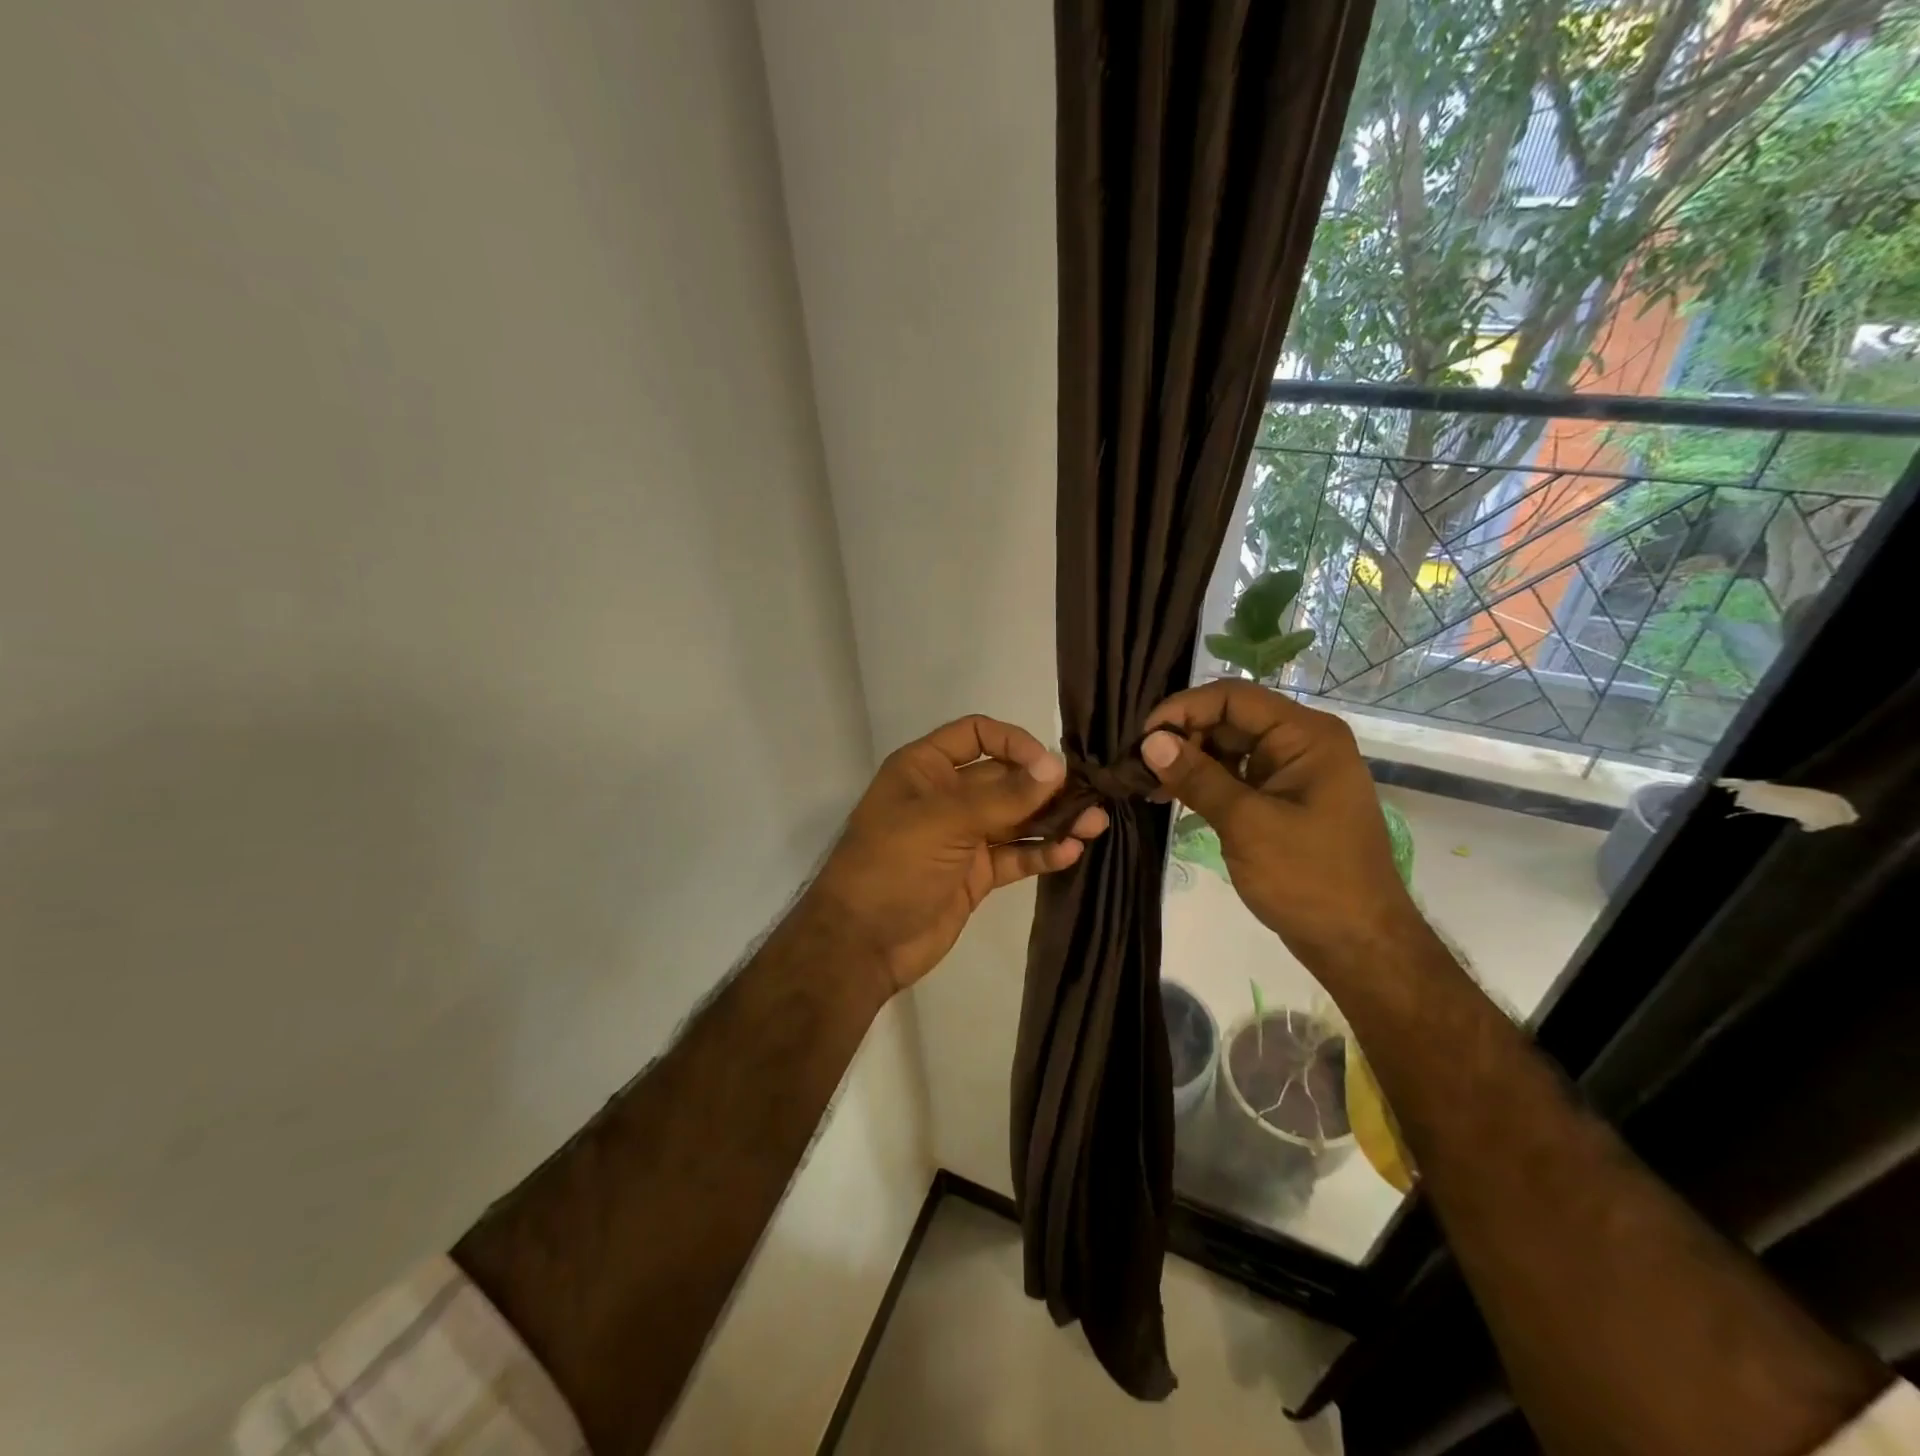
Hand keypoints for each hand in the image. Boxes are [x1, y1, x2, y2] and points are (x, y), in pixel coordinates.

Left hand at [807, 715, 1108, 995]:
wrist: (861, 944)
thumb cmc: (892, 865)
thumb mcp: (943, 821)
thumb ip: (1002, 796)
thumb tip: (1056, 767)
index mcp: (925, 768)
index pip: (977, 735)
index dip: (1014, 742)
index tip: (1049, 765)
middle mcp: (946, 796)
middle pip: (1005, 779)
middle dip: (1045, 787)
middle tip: (1091, 796)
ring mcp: (962, 837)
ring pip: (1016, 820)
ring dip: (1053, 820)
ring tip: (1094, 824)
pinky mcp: (975, 875)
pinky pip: (1014, 857)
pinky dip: (1041, 854)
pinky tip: (1071, 852)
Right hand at [1139, 681, 1424, 978]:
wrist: (1358, 943)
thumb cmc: (1309, 879)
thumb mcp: (1247, 824)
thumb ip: (1197, 778)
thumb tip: (1150, 742)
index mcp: (1306, 735)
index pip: (1233, 697)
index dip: (1182, 709)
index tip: (1141, 738)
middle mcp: (1301, 743)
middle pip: (1229, 719)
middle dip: (1182, 736)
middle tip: (1137, 766)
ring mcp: (1292, 772)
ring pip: (1228, 748)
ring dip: (1188, 760)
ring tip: (1146, 783)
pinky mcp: (1282, 799)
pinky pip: (1235, 775)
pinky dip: (1204, 782)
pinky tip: (1170, 796)